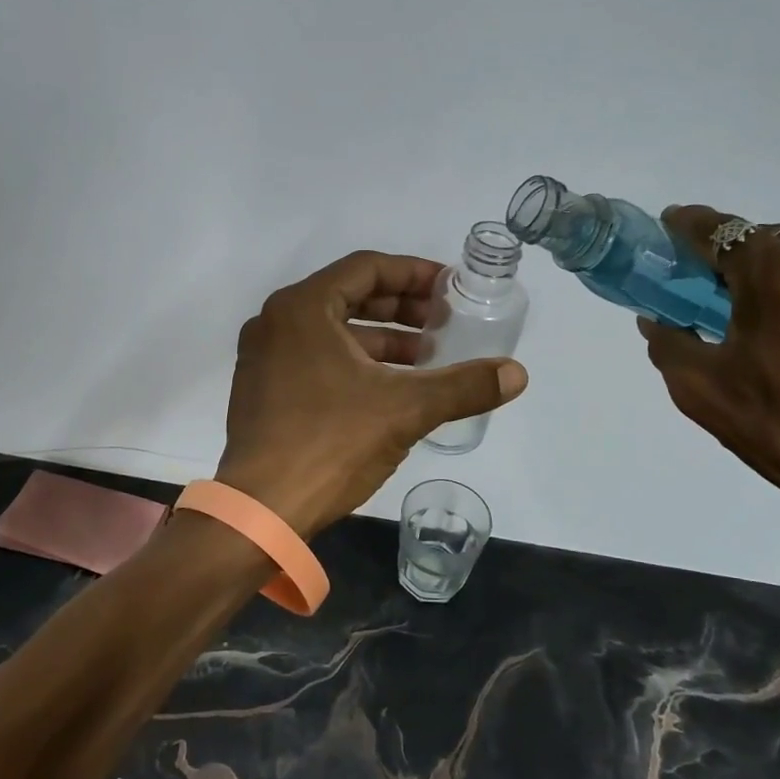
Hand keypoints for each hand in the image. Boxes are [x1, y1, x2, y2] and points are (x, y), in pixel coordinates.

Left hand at [216, 251, 528, 537]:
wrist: (261, 510)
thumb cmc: (331, 443)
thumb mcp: (405, 409)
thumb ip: (463, 386)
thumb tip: (517, 374)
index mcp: (302, 308)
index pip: (367, 268)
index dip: (414, 274)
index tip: (450, 289)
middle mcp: (276, 321)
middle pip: (349, 296)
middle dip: (401, 308)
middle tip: (443, 322)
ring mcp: (263, 356)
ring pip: (332, 330)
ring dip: (381, 338)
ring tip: (426, 357)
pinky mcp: (261, 388)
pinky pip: (315, 356)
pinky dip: (354, 361)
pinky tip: (388, 386)